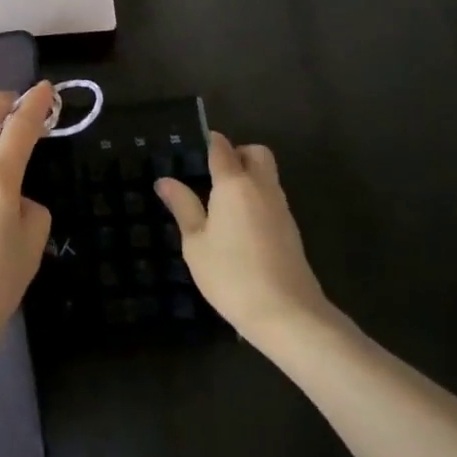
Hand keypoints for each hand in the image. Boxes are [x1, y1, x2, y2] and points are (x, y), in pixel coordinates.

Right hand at [157, 132, 334, 347]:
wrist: (288, 315)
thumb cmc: (232, 275)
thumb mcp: (196, 243)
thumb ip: (182, 206)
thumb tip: (164, 180)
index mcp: (234, 183)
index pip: (222, 147)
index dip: (209, 141)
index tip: (193, 147)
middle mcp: (261, 187)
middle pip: (255, 152)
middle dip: (237, 154)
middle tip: (213, 175)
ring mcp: (281, 208)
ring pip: (267, 175)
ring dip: (249, 177)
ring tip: (222, 203)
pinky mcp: (291, 229)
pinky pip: (272, 198)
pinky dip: (257, 199)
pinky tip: (240, 227)